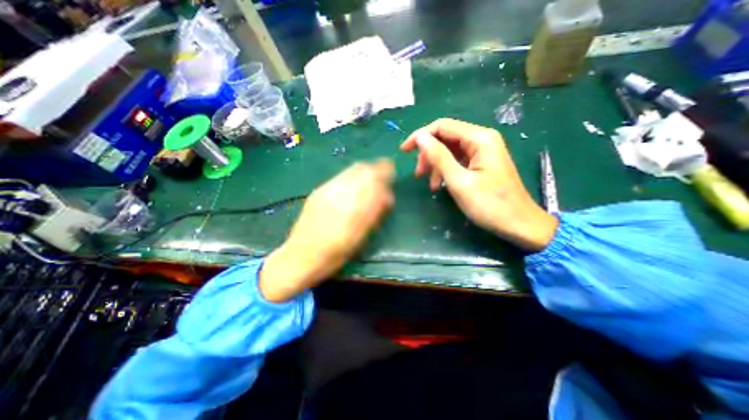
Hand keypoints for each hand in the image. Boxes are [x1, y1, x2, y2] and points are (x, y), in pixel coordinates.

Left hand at [259, 158, 393, 301]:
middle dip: (376, 169)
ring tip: (368, 180)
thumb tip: (387, 195)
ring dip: (364, 171)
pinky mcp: (318, 190)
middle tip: (382, 178)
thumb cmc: (336, 253)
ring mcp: (327, 189)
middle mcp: (341, 193)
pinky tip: (352, 186)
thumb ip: (375, 212)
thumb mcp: (361, 236)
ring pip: (352, 169)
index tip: (392, 175)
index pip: (375, 179)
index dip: (386, 173)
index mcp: (354, 207)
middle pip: (363, 168)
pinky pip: (341, 176)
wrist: (301, 255)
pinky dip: (352, 176)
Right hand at [405, 117, 555, 252]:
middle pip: (445, 137)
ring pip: (450, 150)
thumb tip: (420, 138)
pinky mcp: (482, 163)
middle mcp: (482, 139)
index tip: (404, 151)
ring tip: (431, 185)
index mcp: (479, 138)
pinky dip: (446, 171)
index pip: (442, 126)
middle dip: (428, 153)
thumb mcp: (460, 181)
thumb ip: (439, 157)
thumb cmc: (490, 205)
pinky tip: (441, 185)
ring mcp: (483, 152)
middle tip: (418, 174)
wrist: (520, 225)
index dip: (420, 136)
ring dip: (436, 164)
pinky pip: (457, 160)